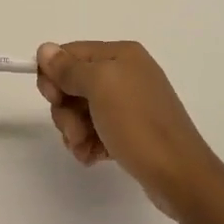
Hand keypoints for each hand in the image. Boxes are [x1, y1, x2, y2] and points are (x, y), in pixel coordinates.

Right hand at [36, 40, 223, 218]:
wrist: (178, 175)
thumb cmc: (138, 124)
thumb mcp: (100, 87)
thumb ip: (69, 68)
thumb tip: (44, 48)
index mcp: (120, 55)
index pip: (69, 53)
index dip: (54, 75)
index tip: (53, 99)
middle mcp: (125, 74)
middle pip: (72, 83)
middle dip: (66, 109)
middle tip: (75, 130)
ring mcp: (128, 104)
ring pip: (80, 110)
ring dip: (75, 130)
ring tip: (85, 147)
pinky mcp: (129, 131)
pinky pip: (95, 130)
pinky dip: (88, 143)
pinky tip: (94, 157)